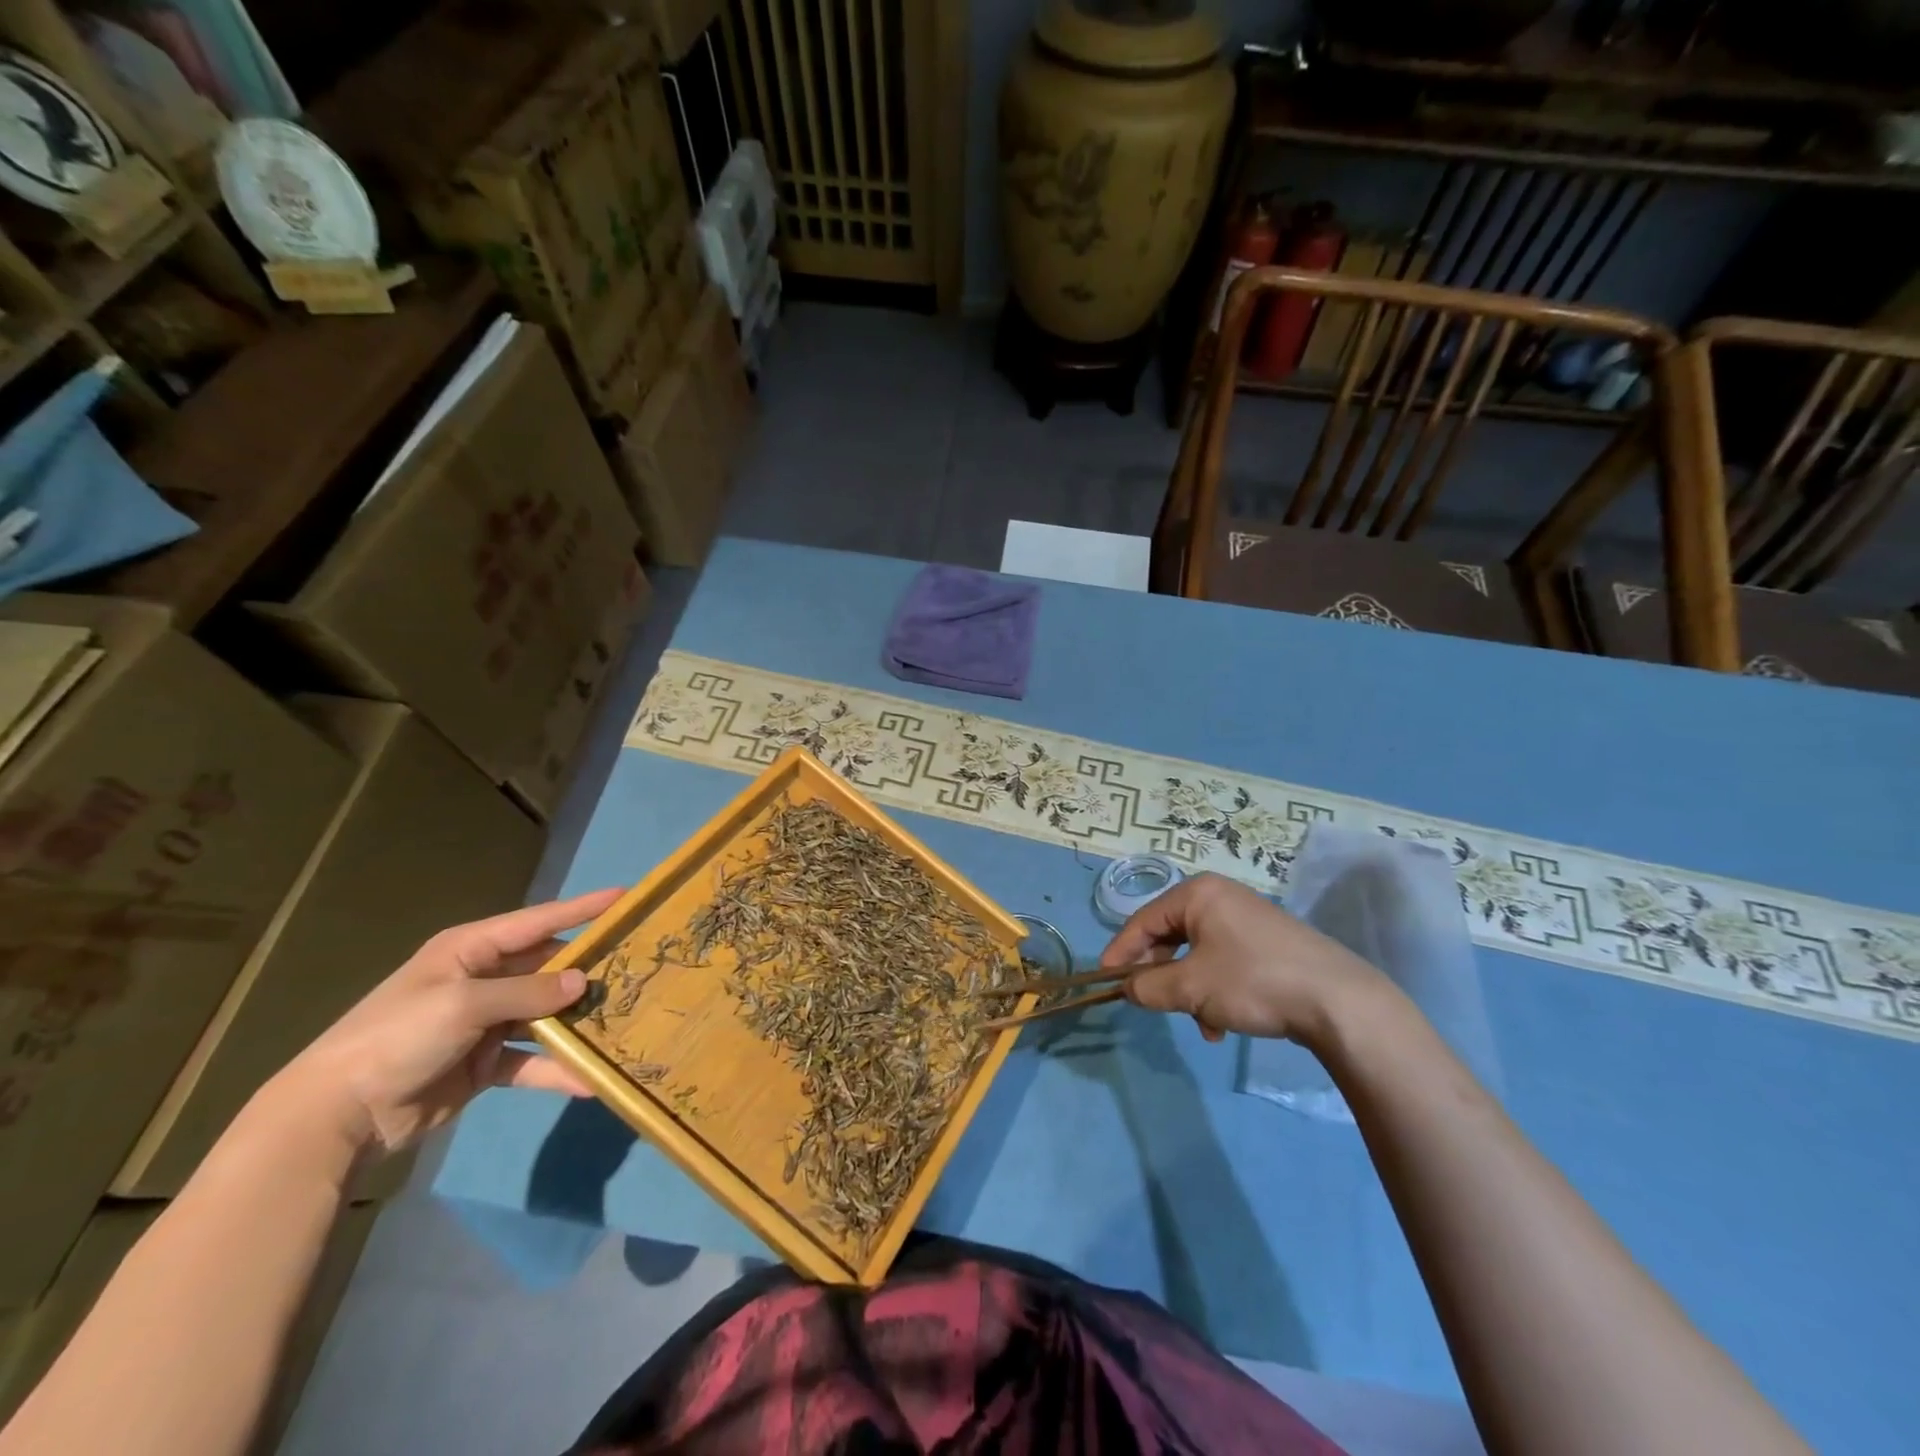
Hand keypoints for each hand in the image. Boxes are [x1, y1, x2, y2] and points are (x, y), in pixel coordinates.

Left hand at [269, 888, 622, 1155]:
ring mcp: (484, 1022)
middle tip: (637, 967)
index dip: (582, 909)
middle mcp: (482, 979)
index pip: (538, 921)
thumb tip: (583, 981)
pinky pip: (531, 1059)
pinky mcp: (484, 1063)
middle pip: (548, 967)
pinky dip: (556, 1068)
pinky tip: (588, 1080)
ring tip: (623, 1020)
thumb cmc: (399, 1037)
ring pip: (545, 1013)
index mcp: (471, 949)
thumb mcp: (464, 1004)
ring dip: (576, 1021)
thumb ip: (528, 992)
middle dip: (587, 970)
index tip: (624, 897)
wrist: (337, 1116)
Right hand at [1099, 872, 1387, 1045]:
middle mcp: (1221, 898)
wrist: (1339, 1002)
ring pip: (1197, 955)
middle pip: (1170, 936)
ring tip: (1199, 1023)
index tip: (1105, 981)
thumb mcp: (1192, 988)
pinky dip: (1215, 991)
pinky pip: (1224, 963)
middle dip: (1161, 975)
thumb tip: (1128, 989)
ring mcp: (1247, 920)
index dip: (1121, 951)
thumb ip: (1149, 987)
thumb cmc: (1253, 981)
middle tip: (1151, 1002)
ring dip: (1189, 990)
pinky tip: (1223, 1025)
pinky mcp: (1268, 944)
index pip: (1143, 920)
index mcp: (1198, 894)